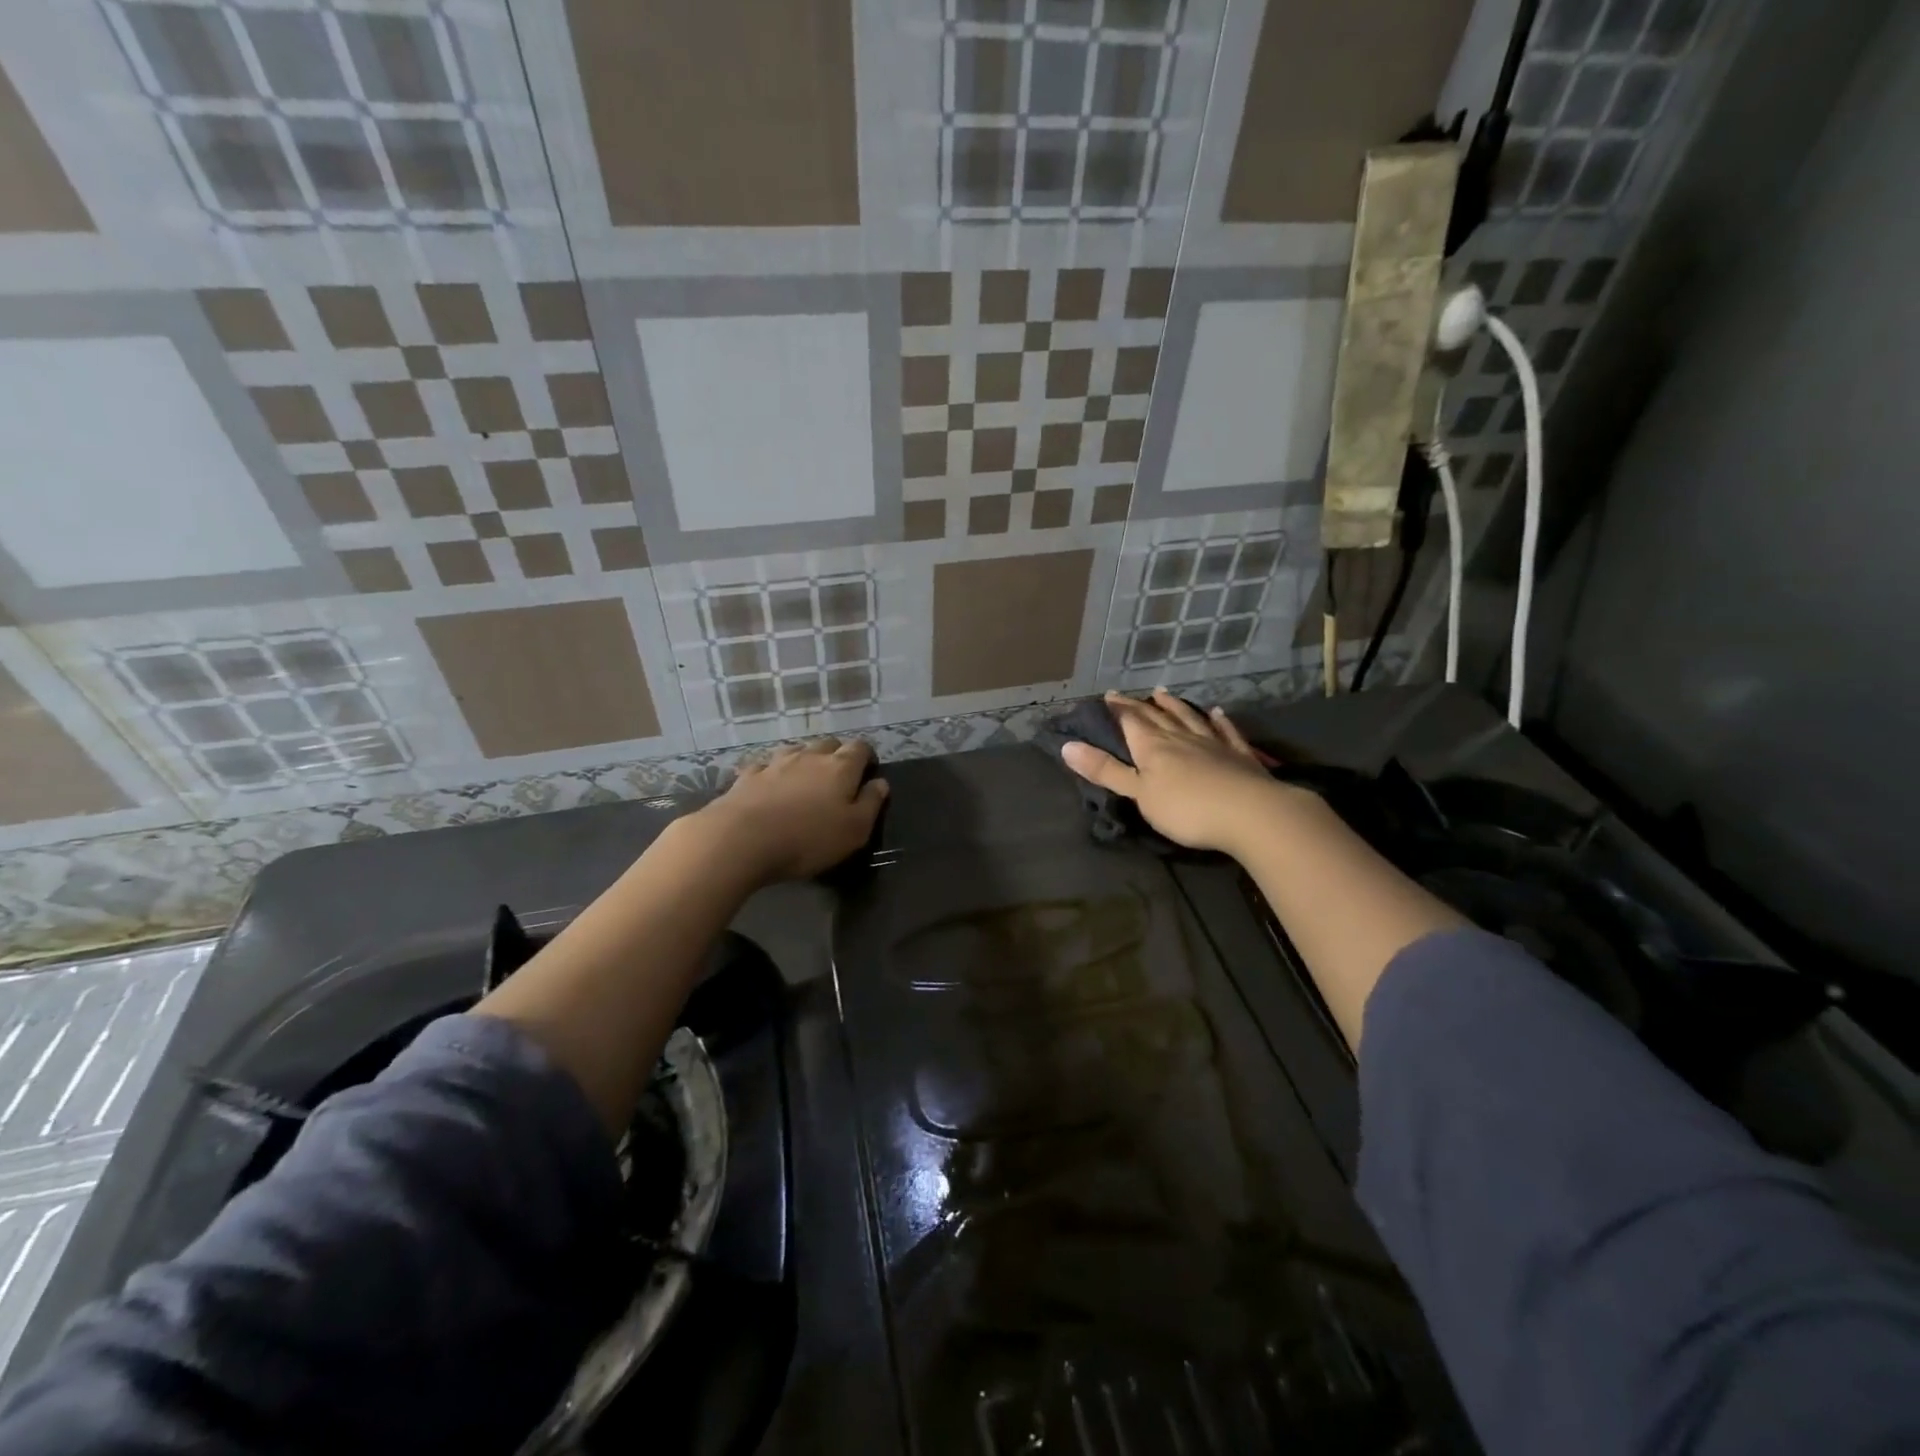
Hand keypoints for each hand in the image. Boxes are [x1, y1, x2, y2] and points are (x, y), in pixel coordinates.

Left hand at [694, 738, 887, 884]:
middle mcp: (809, 756)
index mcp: (840, 767)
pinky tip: (769, 786)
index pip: (860, 748)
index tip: (868, 772)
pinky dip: (772, 772)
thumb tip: (881, 783)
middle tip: (837, 779)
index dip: (867, 757)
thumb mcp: (854, 830)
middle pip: (828, 744)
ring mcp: (775, 762)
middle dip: (836, 756)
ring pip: (796, 750)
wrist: (741, 839)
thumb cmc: (808, 838)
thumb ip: (871, 803)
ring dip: (804, 761)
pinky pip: (765, 766)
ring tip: (804, 781)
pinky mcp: (748, 775)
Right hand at [1061, 691, 1299, 855]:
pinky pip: (1225, 731)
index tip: (1107, 697)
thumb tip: (1068, 746)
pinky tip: (1217, 712)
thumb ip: (1106, 771)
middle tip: (1126, 694)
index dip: (1118, 709)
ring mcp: (1213, 743)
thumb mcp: (1138, 793)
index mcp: (1153, 746)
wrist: (1250, 813)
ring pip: (1189, 718)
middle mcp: (1181, 737)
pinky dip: (1219, 720)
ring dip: (1174, 706)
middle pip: (1157, 717)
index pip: (1131, 721)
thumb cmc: (1186, 808)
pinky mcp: (1239, 756)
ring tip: (1163, 694)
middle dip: (1139, 706)